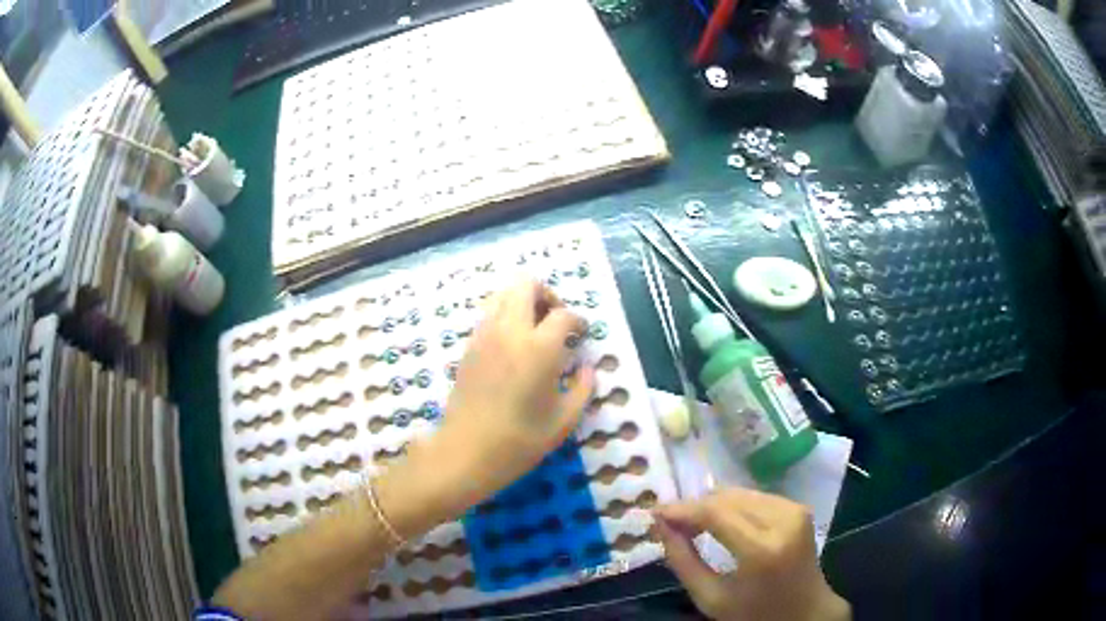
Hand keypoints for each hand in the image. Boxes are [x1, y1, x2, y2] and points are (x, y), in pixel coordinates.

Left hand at [404, 278, 593, 519]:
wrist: (466, 452)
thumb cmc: (520, 441)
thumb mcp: (564, 420)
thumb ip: (582, 388)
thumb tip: (586, 368)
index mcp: (538, 347)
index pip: (563, 314)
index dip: (578, 321)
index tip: (582, 334)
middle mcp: (509, 331)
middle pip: (526, 284)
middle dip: (546, 295)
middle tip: (556, 321)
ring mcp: (484, 335)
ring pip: (502, 294)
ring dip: (522, 302)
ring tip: (534, 331)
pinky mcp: (468, 346)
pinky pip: (488, 315)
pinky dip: (504, 317)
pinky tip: (513, 347)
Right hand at [654, 488, 849, 620]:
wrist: (805, 611)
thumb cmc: (754, 613)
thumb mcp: (710, 598)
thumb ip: (682, 561)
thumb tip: (661, 525)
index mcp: (762, 549)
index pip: (715, 513)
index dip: (682, 509)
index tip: (655, 512)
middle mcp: (783, 521)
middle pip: (727, 497)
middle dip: (695, 506)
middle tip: (671, 523)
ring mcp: (794, 510)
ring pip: (740, 493)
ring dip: (712, 505)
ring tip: (693, 524)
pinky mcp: (798, 507)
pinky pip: (755, 497)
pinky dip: (732, 506)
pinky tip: (721, 522)